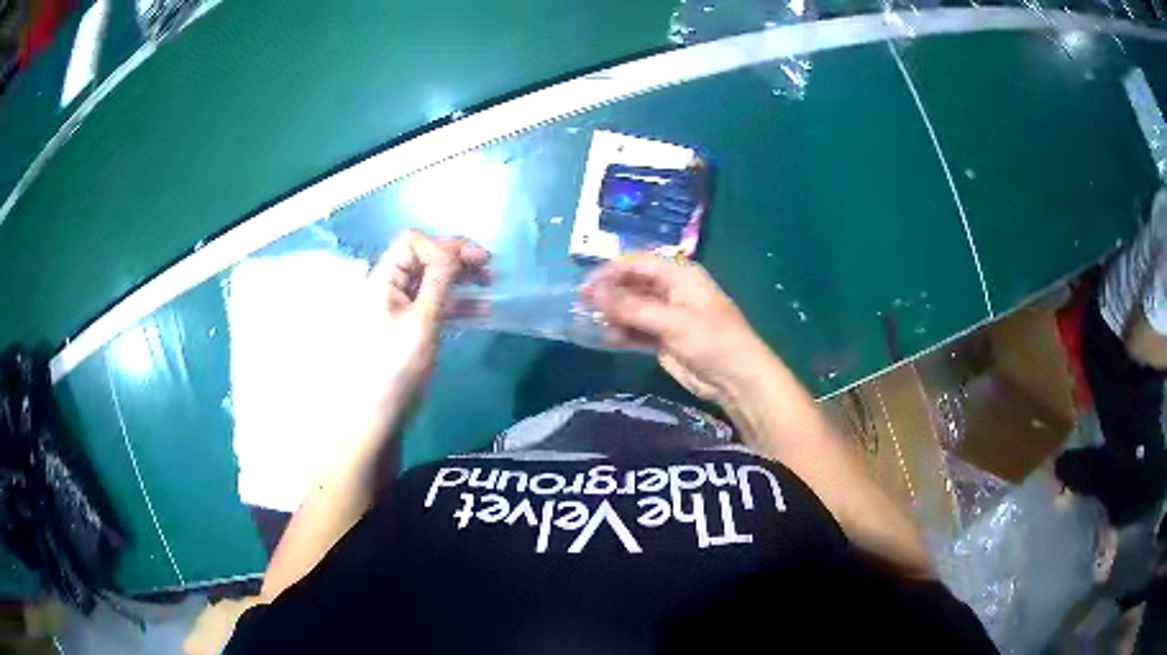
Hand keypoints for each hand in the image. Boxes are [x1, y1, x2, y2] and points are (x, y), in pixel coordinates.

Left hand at [360, 230, 488, 409]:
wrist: (380, 411)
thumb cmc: (396, 365)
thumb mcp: (421, 321)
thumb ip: (438, 281)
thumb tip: (453, 249)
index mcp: (384, 278)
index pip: (413, 242)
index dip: (444, 245)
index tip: (475, 259)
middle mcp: (390, 286)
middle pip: (424, 257)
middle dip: (456, 258)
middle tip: (488, 267)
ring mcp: (400, 306)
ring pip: (433, 280)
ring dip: (461, 278)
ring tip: (489, 284)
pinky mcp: (411, 325)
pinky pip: (434, 303)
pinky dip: (456, 301)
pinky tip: (480, 309)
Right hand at [581, 254, 776, 408]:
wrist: (736, 379)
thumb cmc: (711, 341)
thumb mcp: (672, 322)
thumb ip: (632, 307)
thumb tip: (594, 292)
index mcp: (679, 275)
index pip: (638, 263)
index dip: (610, 271)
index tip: (586, 286)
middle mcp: (671, 290)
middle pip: (633, 284)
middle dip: (609, 293)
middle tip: (581, 306)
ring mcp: (667, 315)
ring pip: (632, 308)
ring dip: (614, 315)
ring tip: (592, 325)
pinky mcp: (664, 338)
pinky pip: (637, 330)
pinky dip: (622, 333)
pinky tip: (607, 339)